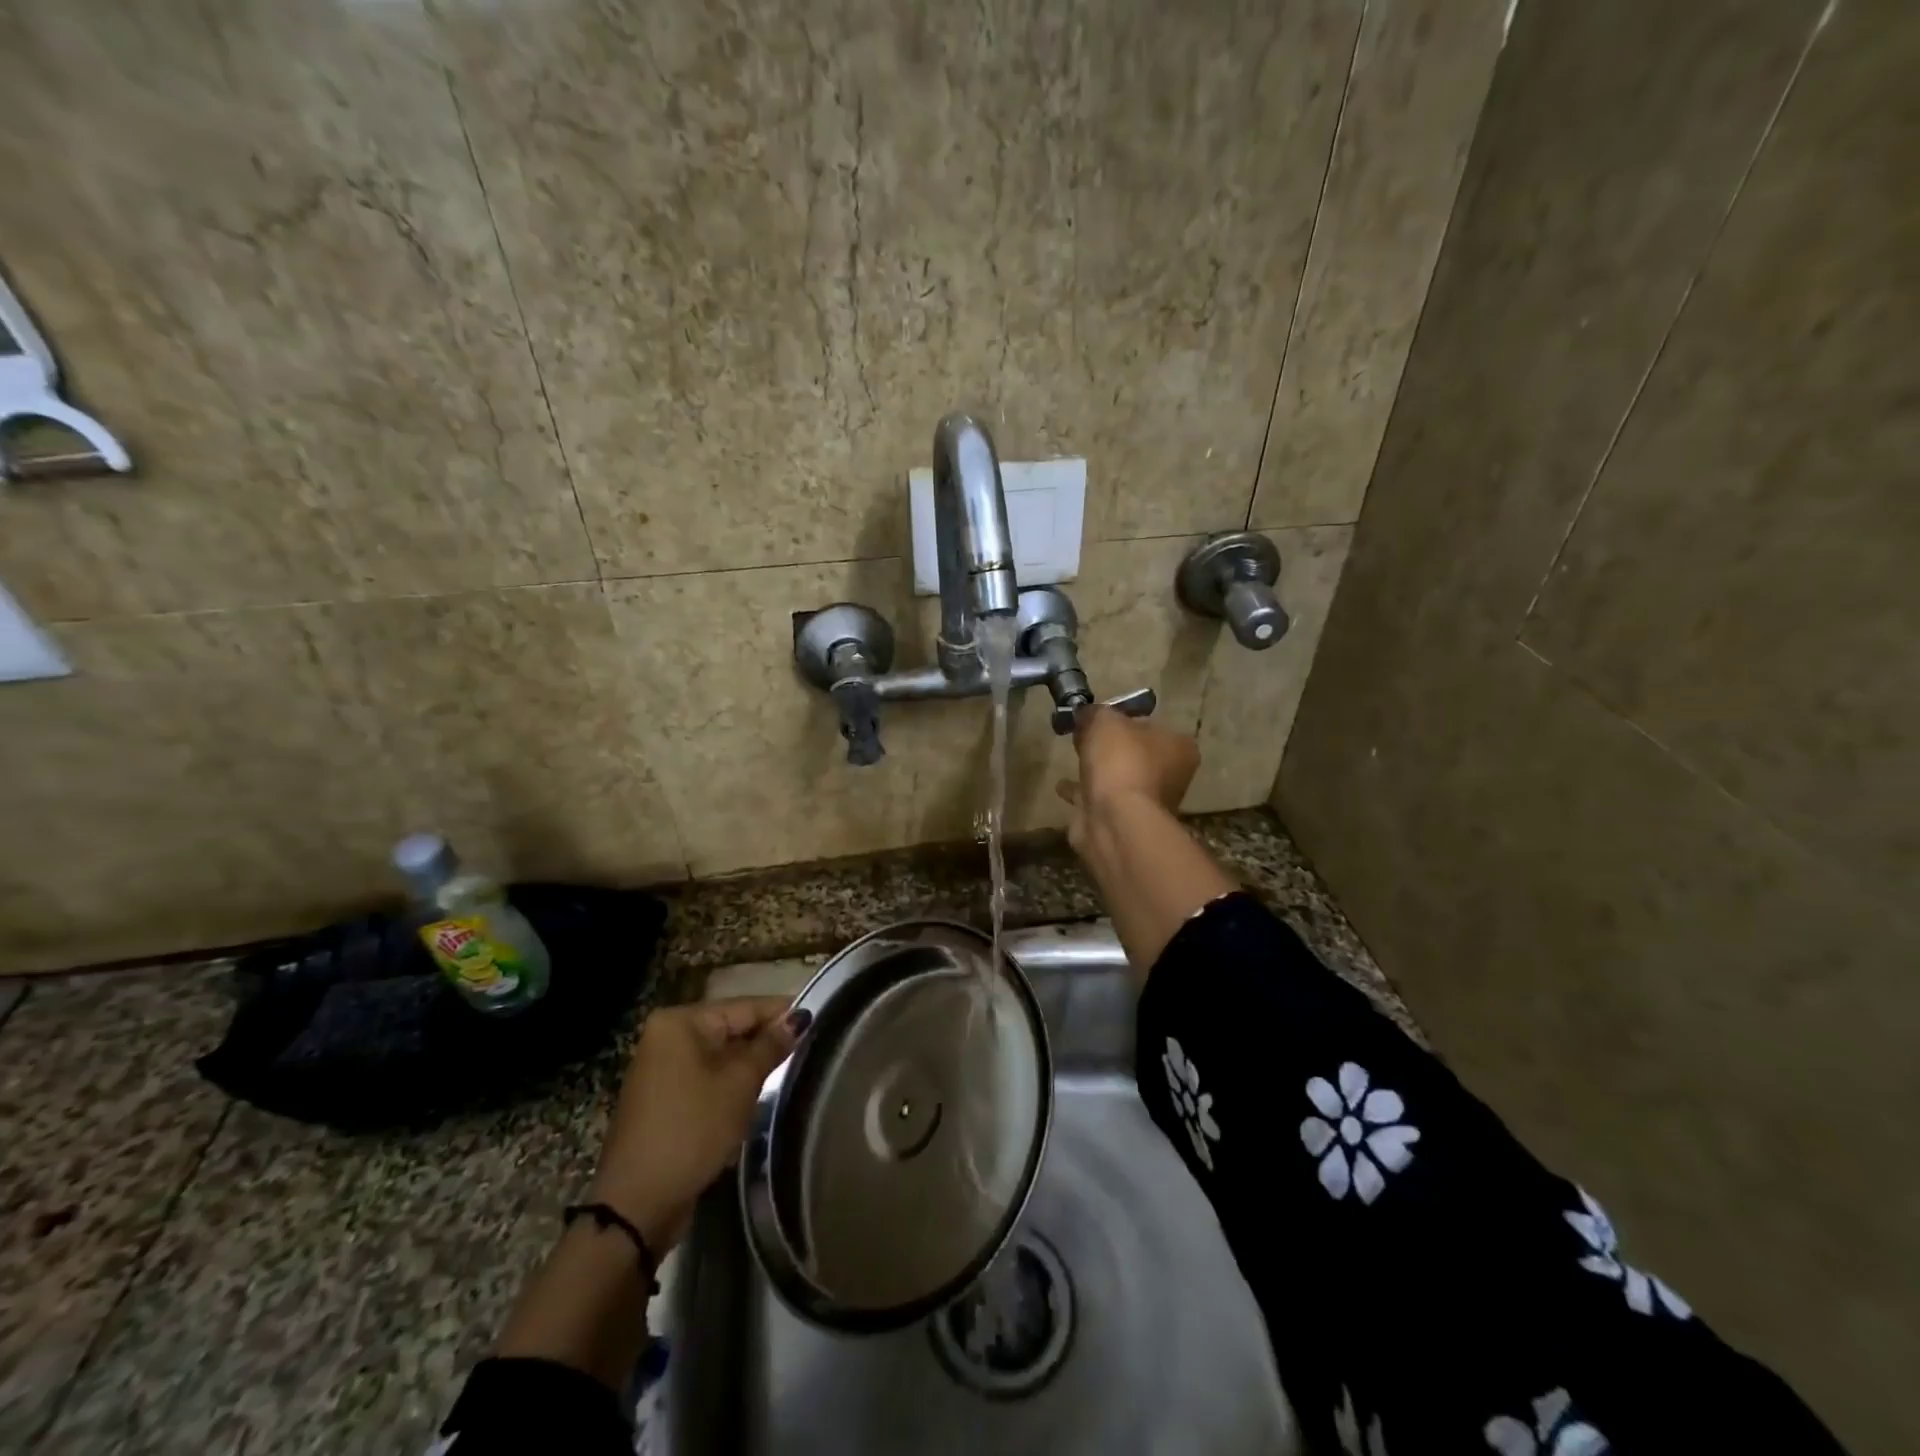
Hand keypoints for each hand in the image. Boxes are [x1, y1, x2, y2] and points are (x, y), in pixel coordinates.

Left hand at [587, 997, 806, 1254]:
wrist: (636, 1204)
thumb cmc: (692, 1130)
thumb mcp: (740, 1084)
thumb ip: (771, 1046)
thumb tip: (800, 1017)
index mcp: (681, 1022)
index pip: (744, 1006)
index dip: (782, 1012)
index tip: (818, 1017)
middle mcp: (667, 1036)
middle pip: (731, 1028)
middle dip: (766, 1040)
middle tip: (809, 1046)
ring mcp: (661, 1068)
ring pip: (720, 1055)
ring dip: (750, 1064)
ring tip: (790, 1068)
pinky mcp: (663, 1098)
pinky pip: (706, 1077)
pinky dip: (730, 1083)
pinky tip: (756, 1094)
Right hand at [1056, 706, 1199, 850]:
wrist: (1114, 820)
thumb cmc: (1121, 762)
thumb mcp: (1105, 721)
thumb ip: (1096, 713)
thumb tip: (1086, 713)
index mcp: (1179, 747)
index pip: (1152, 725)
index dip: (1125, 719)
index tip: (1100, 718)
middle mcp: (1171, 776)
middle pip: (1136, 753)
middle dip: (1111, 748)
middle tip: (1083, 737)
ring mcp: (1148, 802)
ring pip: (1119, 778)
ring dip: (1098, 772)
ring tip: (1073, 759)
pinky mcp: (1124, 821)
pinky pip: (1100, 800)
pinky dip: (1083, 793)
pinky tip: (1062, 788)